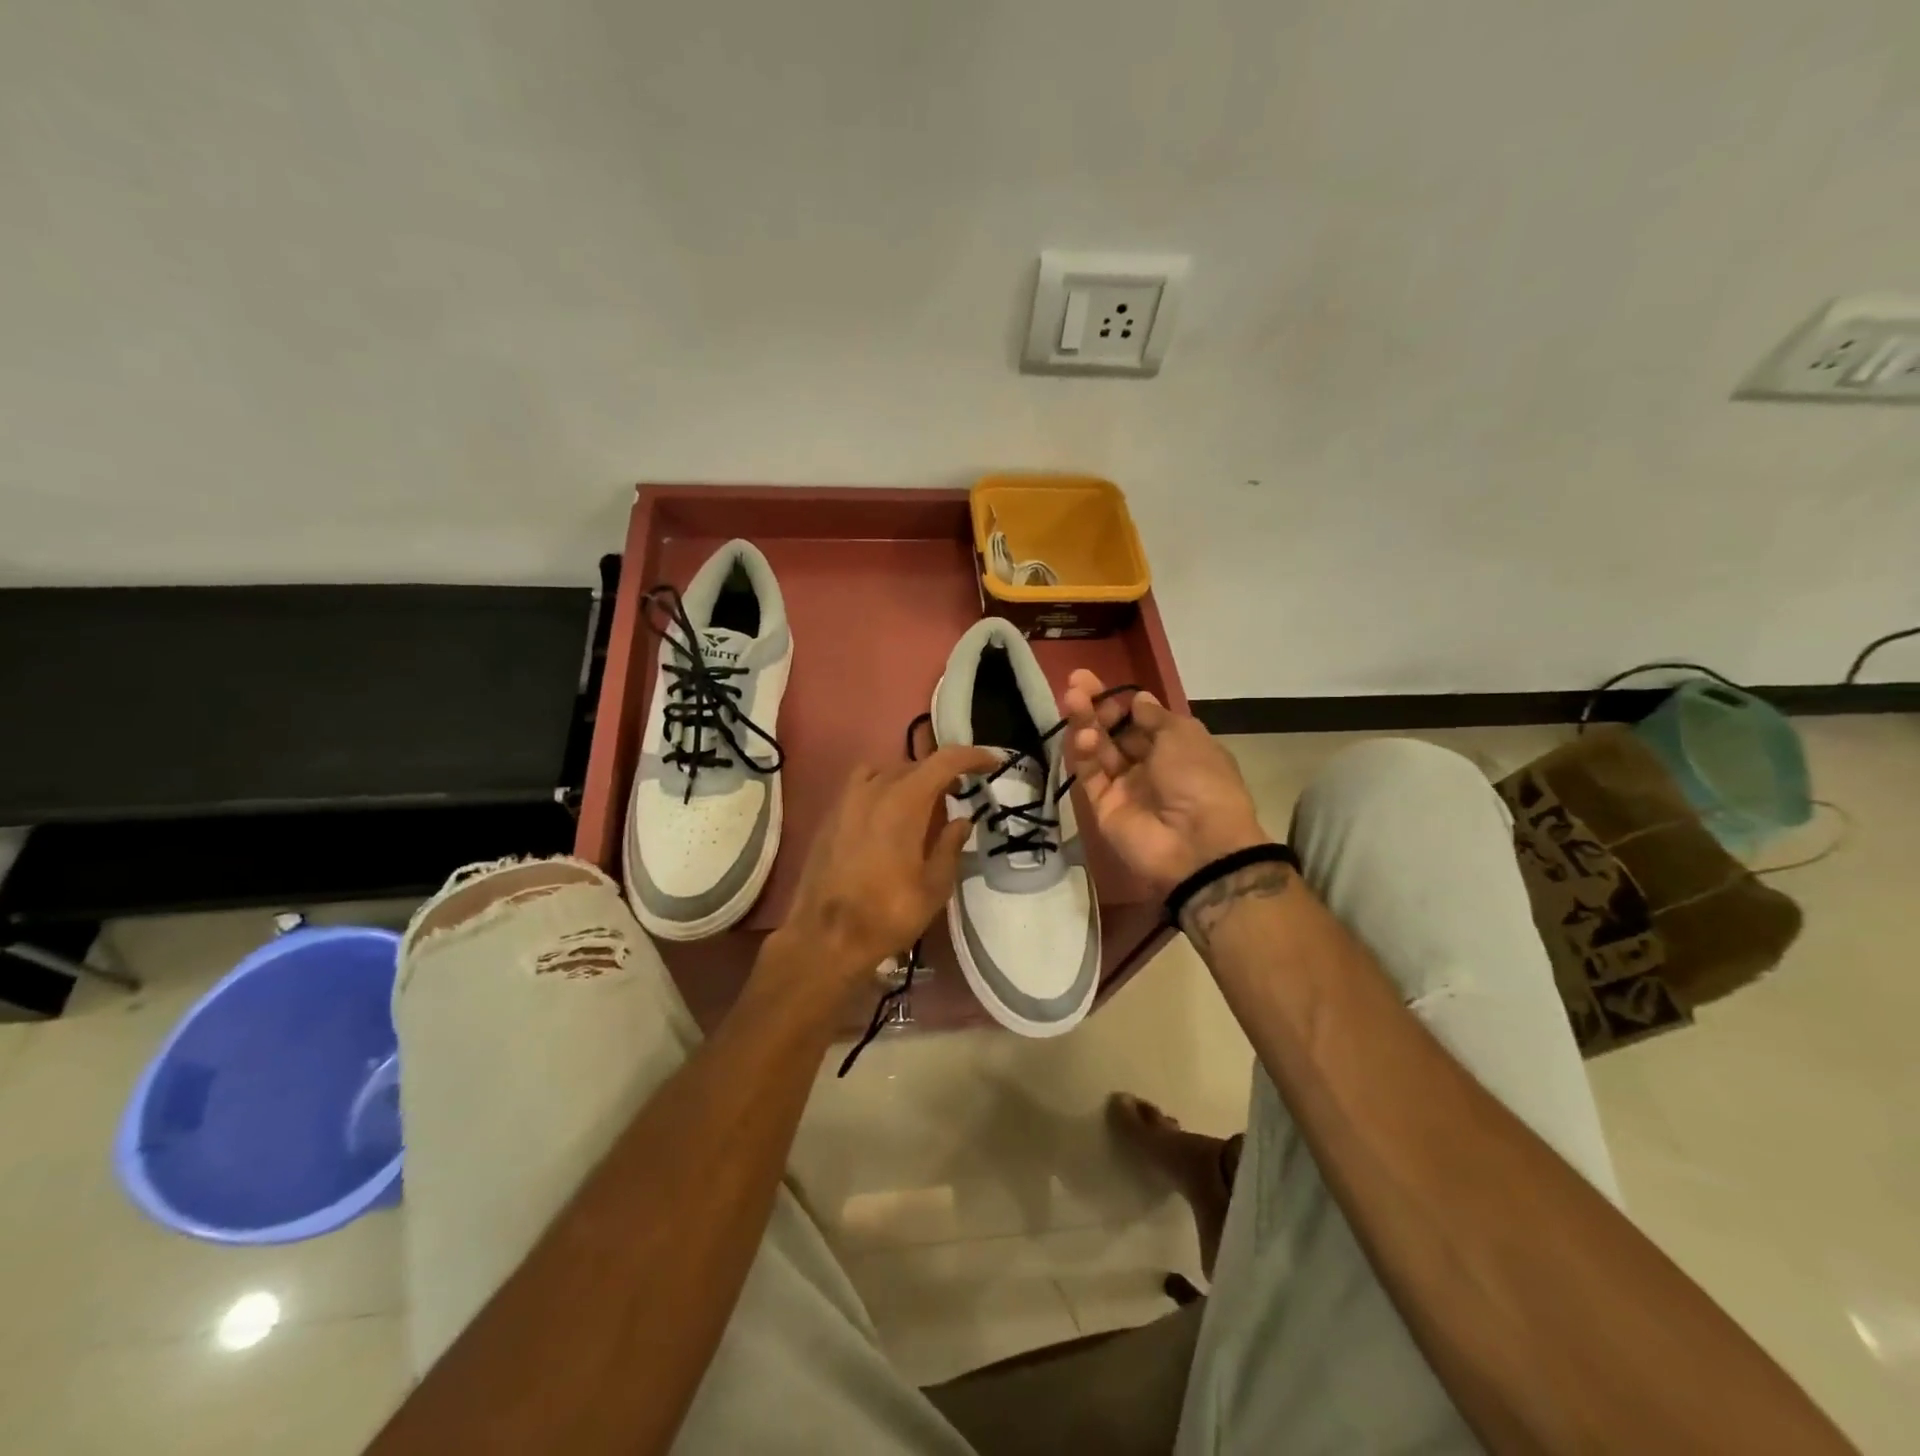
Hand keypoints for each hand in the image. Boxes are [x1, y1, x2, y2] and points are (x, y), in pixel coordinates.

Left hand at [774, 745, 998, 985]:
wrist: (825, 937)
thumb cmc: (887, 914)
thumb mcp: (934, 886)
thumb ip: (950, 846)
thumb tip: (961, 821)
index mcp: (904, 801)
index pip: (944, 761)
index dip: (972, 757)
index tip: (992, 763)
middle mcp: (874, 789)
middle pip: (915, 765)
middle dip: (942, 773)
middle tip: (961, 793)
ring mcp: (847, 800)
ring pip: (887, 771)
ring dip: (911, 779)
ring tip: (924, 803)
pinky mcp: (831, 815)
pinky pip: (863, 785)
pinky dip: (884, 788)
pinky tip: (889, 816)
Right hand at [1063, 669, 1270, 896]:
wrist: (1197, 844)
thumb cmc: (1199, 779)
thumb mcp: (1184, 735)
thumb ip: (1154, 716)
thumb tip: (1138, 698)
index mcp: (1176, 748)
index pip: (1140, 719)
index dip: (1120, 700)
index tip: (1098, 682)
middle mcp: (1149, 766)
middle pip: (1115, 732)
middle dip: (1096, 707)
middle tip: (1075, 684)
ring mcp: (1124, 788)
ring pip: (1099, 750)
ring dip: (1086, 724)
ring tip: (1072, 701)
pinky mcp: (1103, 807)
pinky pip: (1090, 776)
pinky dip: (1084, 754)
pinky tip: (1084, 737)